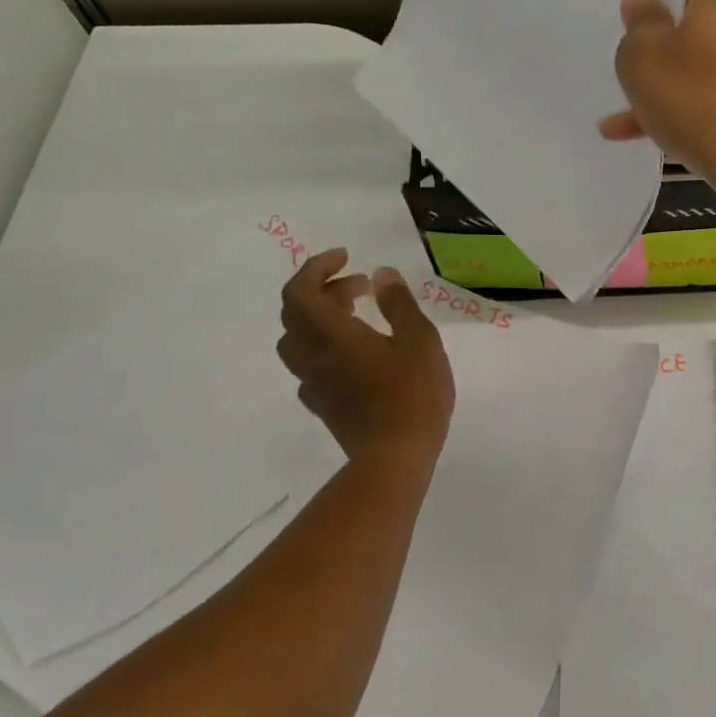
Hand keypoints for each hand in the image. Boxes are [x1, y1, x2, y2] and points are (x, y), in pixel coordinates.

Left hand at [277, 250, 454, 465]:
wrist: (395, 458)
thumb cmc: (412, 395)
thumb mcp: (419, 340)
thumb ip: (399, 304)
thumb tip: (381, 275)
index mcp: (332, 335)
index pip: (300, 291)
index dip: (317, 268)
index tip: (347, 258)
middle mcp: (313, 356)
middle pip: (296, 313)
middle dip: (324, 290)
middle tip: (362, 287)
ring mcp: (314, 383)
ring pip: (298, 340)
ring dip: (320, 319)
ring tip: (356, 317)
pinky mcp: (323, 405)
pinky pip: (310, 366)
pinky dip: (326, 347)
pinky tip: (356, 356)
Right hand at [599, 0, 715, 210]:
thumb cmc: (700, 103)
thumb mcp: (641, 60)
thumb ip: (638, 23)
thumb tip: (646, 3)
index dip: (650, 9)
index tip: (633, 44)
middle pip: (699, 24)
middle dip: (663, 57)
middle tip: (632, 90)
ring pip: (713, 64)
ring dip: (676, 90)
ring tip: (634, 128)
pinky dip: (706, 108)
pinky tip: (672, 141)